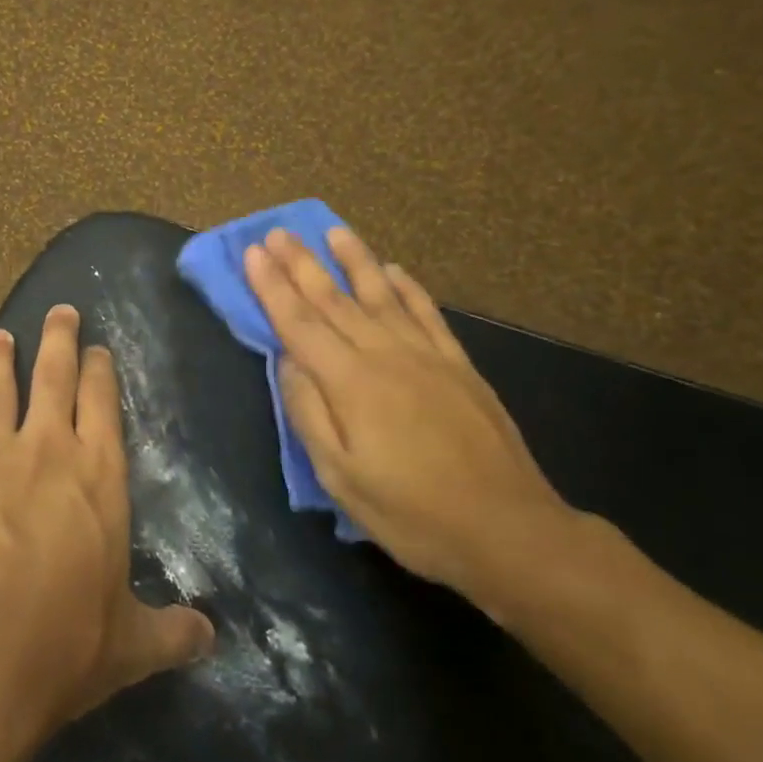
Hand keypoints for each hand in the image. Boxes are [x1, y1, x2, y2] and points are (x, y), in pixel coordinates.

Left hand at [0, 306, 214, 730]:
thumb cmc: (65, 642)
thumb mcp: (129, 643)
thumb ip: (169, 632)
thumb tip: (209, 637)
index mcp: (98, 475)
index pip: (102, 404)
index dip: (99, 371)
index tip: (96, 347)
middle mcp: (46, 450)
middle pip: (53, 376)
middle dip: (57, 339)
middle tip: (58, 310)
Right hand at [243, 227, 576, 609]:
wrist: (509, 531)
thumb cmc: (412, 513)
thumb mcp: (341, 478)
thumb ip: (309, 413)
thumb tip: (287, 362)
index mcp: (350, 382)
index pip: (299, 322)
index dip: (272, 286)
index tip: (253, 253)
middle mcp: (385, 355)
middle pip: (334, 299)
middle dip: (301, 263)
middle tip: (278, 232)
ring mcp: (426, 356)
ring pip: (381, 294)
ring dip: (354, 260)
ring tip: (334, 230)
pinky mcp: (459, 366)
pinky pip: (427, 313)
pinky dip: (408, 287)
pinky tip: (394, 270)